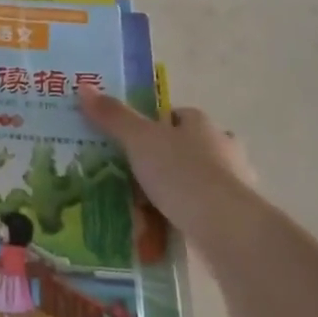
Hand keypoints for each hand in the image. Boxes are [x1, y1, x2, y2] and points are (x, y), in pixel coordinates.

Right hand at [78, 85, 259, 230]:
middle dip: (162, 159)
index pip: (175, 115)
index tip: (127, 141)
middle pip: (185, 147)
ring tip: (140, 205)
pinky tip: (161, 227)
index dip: (151, 125)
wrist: (227, 229)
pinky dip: (183, 215)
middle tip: (128, 174)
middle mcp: (222, 148)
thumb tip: (84, 87)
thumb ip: (113, 116)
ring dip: (173, 189)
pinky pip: (200, 210)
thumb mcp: (139, 140)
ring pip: (194, 180)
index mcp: (201, 124)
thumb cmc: (182, 174)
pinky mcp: (234, 217)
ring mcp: (233, 184)